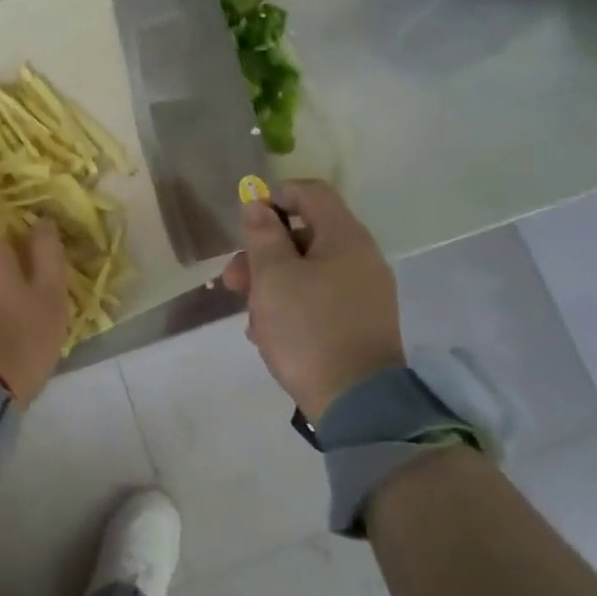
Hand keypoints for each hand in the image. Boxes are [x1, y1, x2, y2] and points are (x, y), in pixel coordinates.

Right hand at [221, 179, 404, 413]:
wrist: (356, 402)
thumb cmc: (308, 328)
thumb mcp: (273, 277)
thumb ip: (263, 235)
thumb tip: (258, 205)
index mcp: (345, 238)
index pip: (310, 192)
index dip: (274, 198)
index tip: (246, 226)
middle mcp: (361, 258)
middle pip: (304, 234)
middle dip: (262, 253)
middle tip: (233, 281)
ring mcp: (363, 293)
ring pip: (307, 270)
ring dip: (271, 284)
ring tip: (249, 317)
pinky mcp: (359, 323)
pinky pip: (319, 298)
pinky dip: (291, 305)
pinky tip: (269, 333)